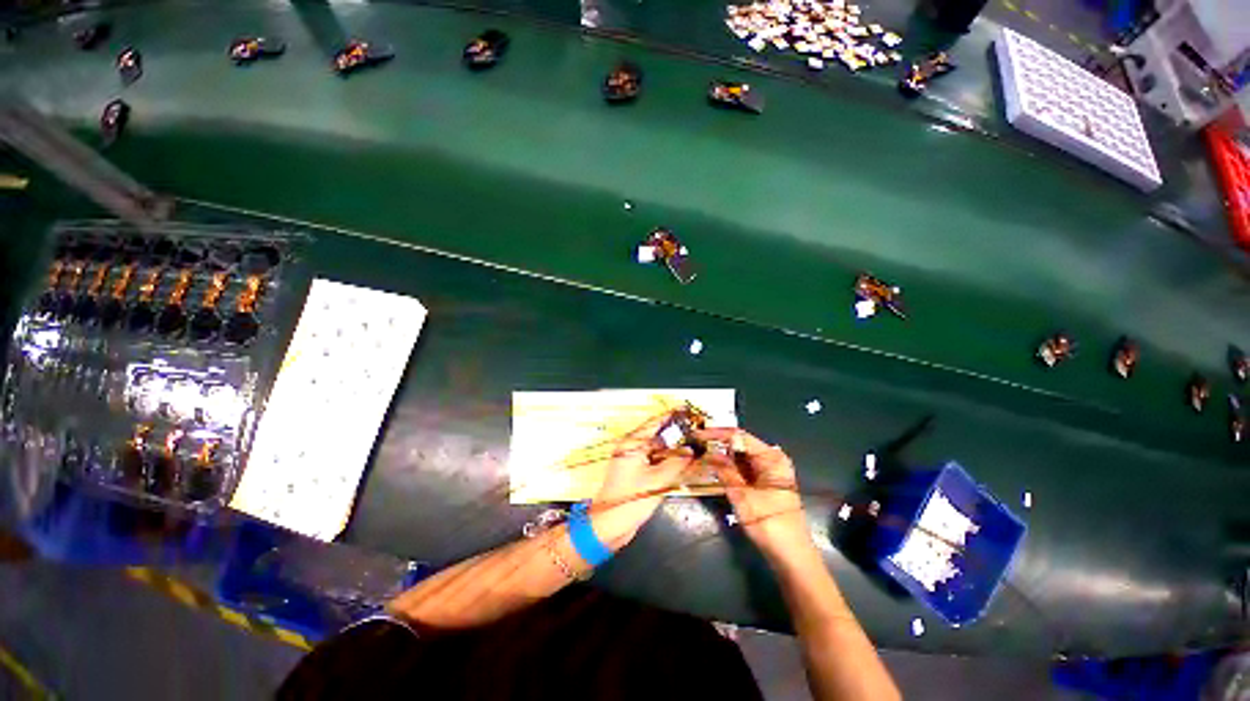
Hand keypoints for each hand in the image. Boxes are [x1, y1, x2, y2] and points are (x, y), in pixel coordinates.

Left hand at [591, 414, 697, 548]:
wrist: (609, 526)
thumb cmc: (629, 501)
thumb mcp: (657, 481)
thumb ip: (677, 463)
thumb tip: (692, 451)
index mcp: (632, 444)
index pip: (654, 422)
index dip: (672, 416)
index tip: (687, 411)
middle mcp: (631, 448)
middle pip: (658, 435)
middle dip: (677, 434)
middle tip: (696, 432)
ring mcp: (633, 460)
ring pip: (658, 449)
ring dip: (674, 448)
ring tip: (694, 446)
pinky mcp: (636, 472)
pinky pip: (655, 461)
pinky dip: (668, 460)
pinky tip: (682, 462)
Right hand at [696, 428, 812, 559]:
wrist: (791, 557)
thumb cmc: (769, 523)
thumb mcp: (741, 495)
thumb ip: (724, 470)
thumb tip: (707, 452)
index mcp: (771, 457)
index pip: (739, 436)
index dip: (716, 434)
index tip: (696, 435)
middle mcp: (772, 459)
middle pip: (741, 444)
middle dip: (718, 444)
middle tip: (696, 444)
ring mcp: (770, 471)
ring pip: (741, 456)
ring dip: (723, 456)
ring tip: (701, 454)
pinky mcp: (766, 483)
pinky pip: (745, 468)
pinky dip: (730, 467)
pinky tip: (715, 467)